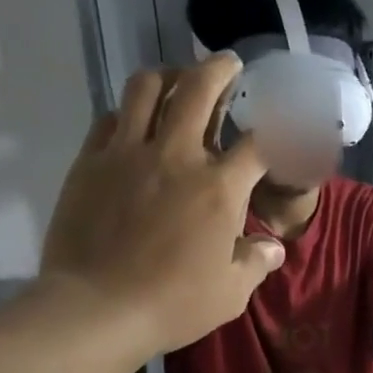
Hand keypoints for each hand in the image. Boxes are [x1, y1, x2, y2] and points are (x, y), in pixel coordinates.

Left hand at [40, 57, 285, 356]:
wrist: (99, 307)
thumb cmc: (175, 304)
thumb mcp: (232, 293)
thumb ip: (255, 262)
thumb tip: (273, 248)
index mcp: (220, 188)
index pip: (257, 146)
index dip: (275, 134)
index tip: (281, 130)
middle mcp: (177, 156)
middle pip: (199, 91)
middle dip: (219, 71)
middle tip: (228, 65)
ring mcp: (128, 153)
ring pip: (147, 88)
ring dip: (169, 75)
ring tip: (178, 77)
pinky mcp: (91, 161)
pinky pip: (111, 117)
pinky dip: (129, 110)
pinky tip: (135, 119)